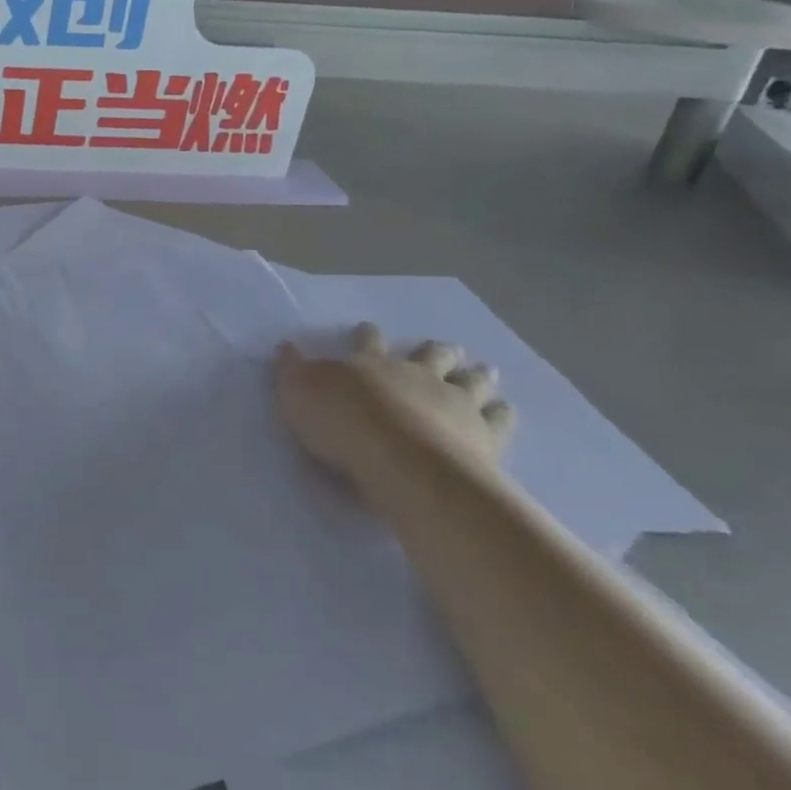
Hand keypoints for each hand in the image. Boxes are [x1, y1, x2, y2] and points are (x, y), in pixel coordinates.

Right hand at [274, 323, 514, 488]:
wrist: (401, 461)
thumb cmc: (342, 425)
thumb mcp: (298, 393)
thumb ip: (292, 370)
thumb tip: (285, 347)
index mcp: (371, 363)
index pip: (367, 342)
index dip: (367, 335)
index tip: (369, 328)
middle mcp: (416, 375)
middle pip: (430, 356)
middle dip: (436, 351)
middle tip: (444, 348)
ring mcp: (454, 402)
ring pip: (470, 380)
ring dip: (476, 374)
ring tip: (485, 370)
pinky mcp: (483, 433)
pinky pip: (498, 418)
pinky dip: (502, 412)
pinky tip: (505, 410)